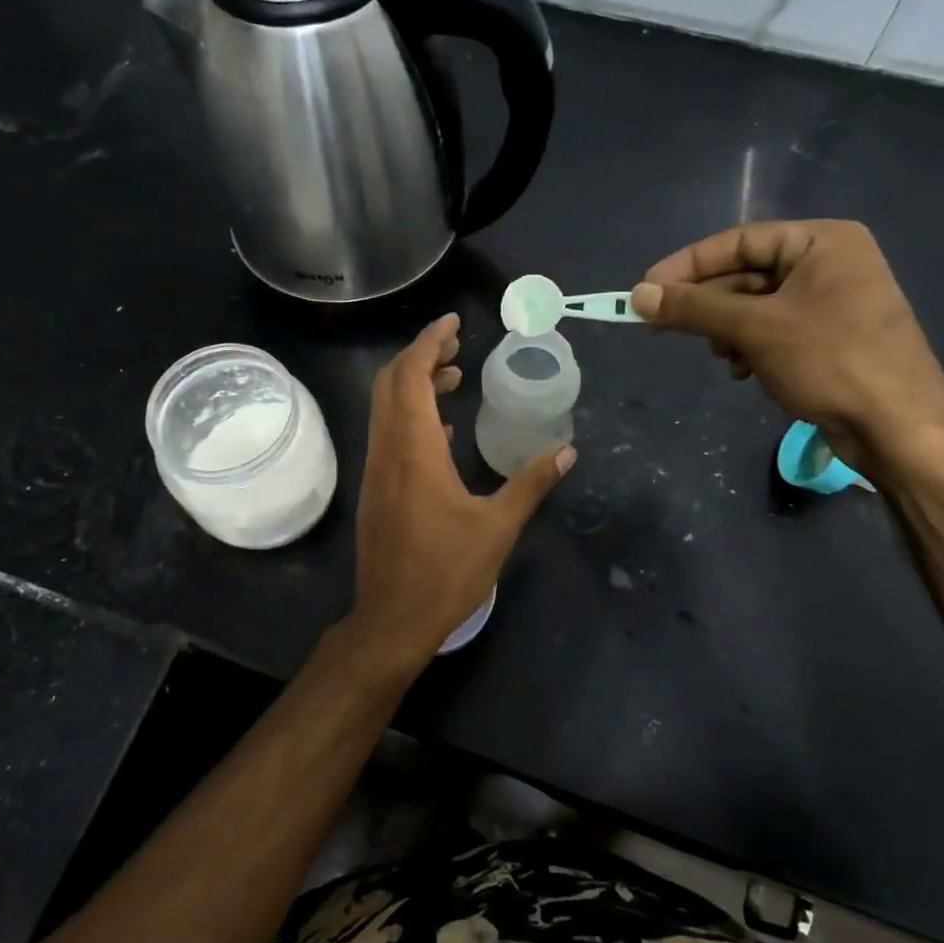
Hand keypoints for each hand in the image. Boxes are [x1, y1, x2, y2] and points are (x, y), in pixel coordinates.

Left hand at [347, 313, 573, 669]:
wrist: (392, 620)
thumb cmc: (446, 572)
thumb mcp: (498, 527)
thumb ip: (531, 483)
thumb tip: (567, 452)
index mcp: (414, 449)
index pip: (412, 376)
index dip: (430, 342)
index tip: (453, 322)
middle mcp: (387, 450)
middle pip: (391, 383)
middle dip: (421, 356)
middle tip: (458, 346)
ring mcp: (376, 470)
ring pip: (386, 408)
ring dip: (415, 385)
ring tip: (456, 377)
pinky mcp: (376, 490)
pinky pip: (388, 434)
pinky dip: (411, 416)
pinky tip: (443, 430)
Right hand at [631, 221, 943, 469]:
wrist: (898, 426)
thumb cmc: (830, 361)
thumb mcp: (754, 329)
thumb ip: (693, 308)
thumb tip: (637, 295)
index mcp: (822, 242)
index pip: (738, 241)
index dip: (686, 265)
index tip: (644, 289)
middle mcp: (829, 263)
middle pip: (745, 274)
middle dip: (707, 305)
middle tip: (662, 326)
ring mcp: (832, 302)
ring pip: (755, 306)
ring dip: (727, 330)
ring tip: (720, 356)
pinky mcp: (829, 337)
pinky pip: (773, 330)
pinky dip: (750, 346)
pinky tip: (743, 371)